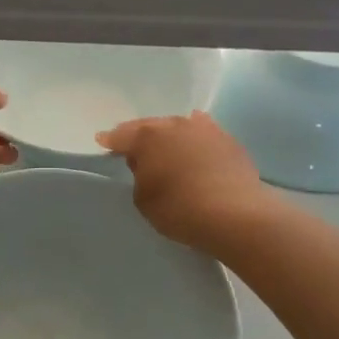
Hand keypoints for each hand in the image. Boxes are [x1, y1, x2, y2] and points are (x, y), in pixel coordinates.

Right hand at [97, 111, 267, 249]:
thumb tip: (148, 164)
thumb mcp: (144, 199)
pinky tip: (195, 145)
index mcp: (147, 137)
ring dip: (169, 136)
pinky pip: (203, 136)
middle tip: (132, 145)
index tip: (103, 142)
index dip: (110, 140)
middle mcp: (175, 125)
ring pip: (178, 127)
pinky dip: (194, 141)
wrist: (235, 214)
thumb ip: (140, 176)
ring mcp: (205, 129)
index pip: (121, 135)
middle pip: (150, 126)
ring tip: (165, 146)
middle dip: (139, 135)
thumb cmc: (180, 209)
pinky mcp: (228, 140)